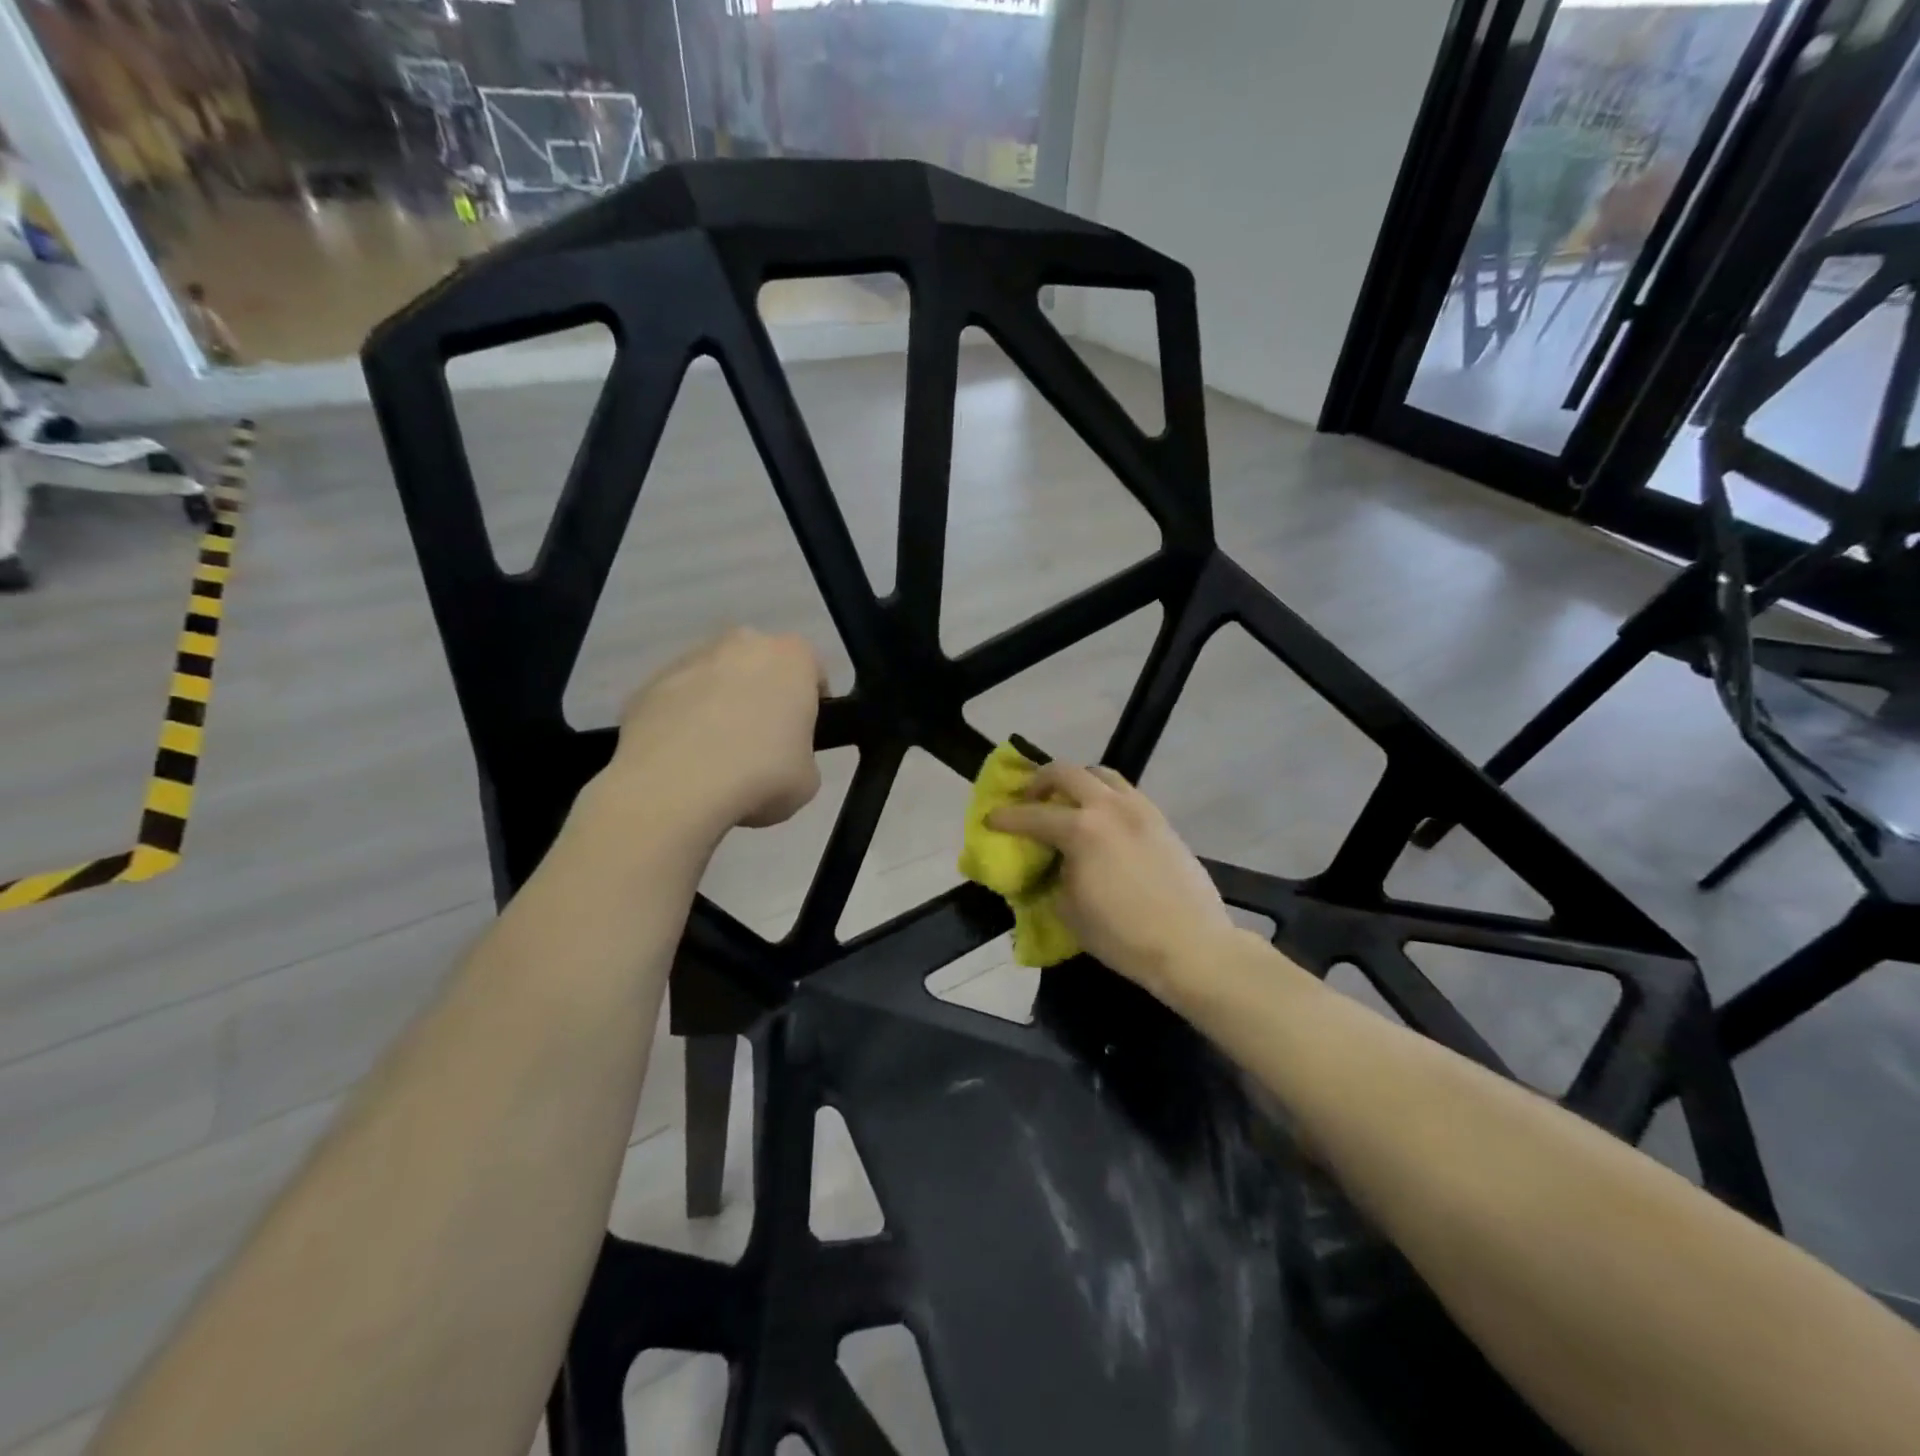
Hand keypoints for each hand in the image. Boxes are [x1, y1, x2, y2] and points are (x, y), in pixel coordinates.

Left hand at [603, 629, 825, 841]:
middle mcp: (741, 644)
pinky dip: (681, 724)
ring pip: (714, 680)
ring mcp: (689, 659)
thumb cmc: (762, 774)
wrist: (675, 786)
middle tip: (761, 745)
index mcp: (791, 657)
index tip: (803, 736)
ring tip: (714, 759)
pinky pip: (676, 702)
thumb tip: (780, 758)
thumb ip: (801, 755)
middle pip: (759, 666)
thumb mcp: (808, 778)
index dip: (812, 705)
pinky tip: (682, 762)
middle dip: (761, 697)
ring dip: (718, 707)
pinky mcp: (647, 684)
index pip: (812, 671)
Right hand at [987, 763, 1237, 997]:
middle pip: (1066, 772)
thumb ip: (1053, 878)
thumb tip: (1051, 867)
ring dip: (1077, 781)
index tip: (990, 819)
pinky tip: (1103, 821)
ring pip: (1101, 774)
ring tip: (1068, 803)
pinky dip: (1105, 797)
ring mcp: (1139, 809)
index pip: (1031, 815)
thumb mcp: (1069, 912)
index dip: (1005, 817)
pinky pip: (1126, 793)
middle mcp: (1108, 807)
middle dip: (1040, 781)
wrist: (1192, 946)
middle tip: (1030, 799)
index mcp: (1080, 830)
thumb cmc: (1123, 936)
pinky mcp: (1161, 820)